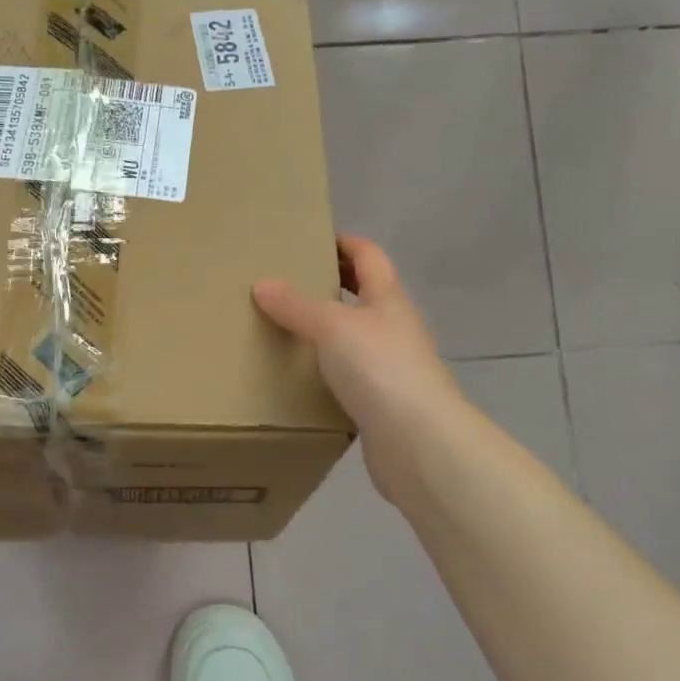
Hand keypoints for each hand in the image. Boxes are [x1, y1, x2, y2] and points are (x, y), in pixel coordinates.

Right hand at [253, 234, 459, 500]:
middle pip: (363, 295)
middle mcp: (393, 327)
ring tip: (281, 329)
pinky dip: (325, 371)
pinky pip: (348, 376)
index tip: (310, 238)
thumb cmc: (380, 368)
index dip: (344, 243)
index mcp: (388, 299)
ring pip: (354, 337)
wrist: (418, 442)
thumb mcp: (332, 327)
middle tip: (285, 283)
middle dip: (330, 285)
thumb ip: (296, 306)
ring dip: (324, 331)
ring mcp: (390, 367)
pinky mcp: (380, 402)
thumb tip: (262, 283)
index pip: (369, 256)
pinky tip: (297, 377)